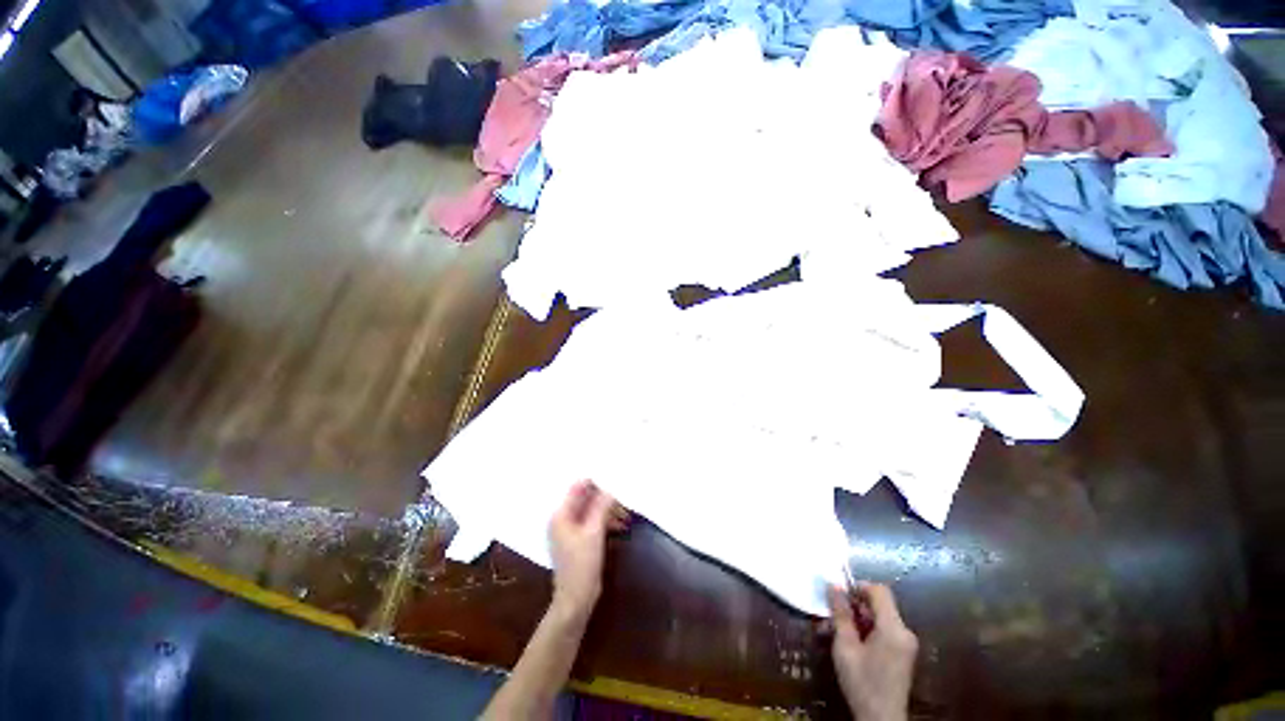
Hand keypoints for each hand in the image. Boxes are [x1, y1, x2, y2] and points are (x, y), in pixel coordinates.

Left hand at [548, 481, 625, 616]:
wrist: (576, 601)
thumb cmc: (582, 565)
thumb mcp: (594, 532)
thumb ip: (601, 506)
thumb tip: (610, 487)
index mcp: (561, 514)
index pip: (578, 487)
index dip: (596, 483)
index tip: (615, 483)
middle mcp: (563, 518)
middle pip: (586, 499)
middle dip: (606, 499)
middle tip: (624, 503)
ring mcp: (570, 529)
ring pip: (592, 510)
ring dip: (608, 511)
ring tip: (626, 517)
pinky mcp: (578, 539)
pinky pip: (592, 522)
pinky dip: (605, 521)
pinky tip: (620, 526)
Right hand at [827, 582, 917, 720]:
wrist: (881, 720)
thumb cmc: (862, 682)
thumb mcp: (845, 647)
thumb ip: (841, 614)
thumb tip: (834, 585)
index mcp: (893, 628)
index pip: (880, 591)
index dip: (859, 586)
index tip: (839, 594)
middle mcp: (905, 632)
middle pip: (880, 604)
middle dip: (855, 604)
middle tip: (833, 613)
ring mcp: (906, 644)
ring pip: (881, 617)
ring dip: (859, 618)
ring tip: (838, 629)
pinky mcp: (903, 654)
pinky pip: (885, 630)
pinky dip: (868, 629)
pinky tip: (852, 641)